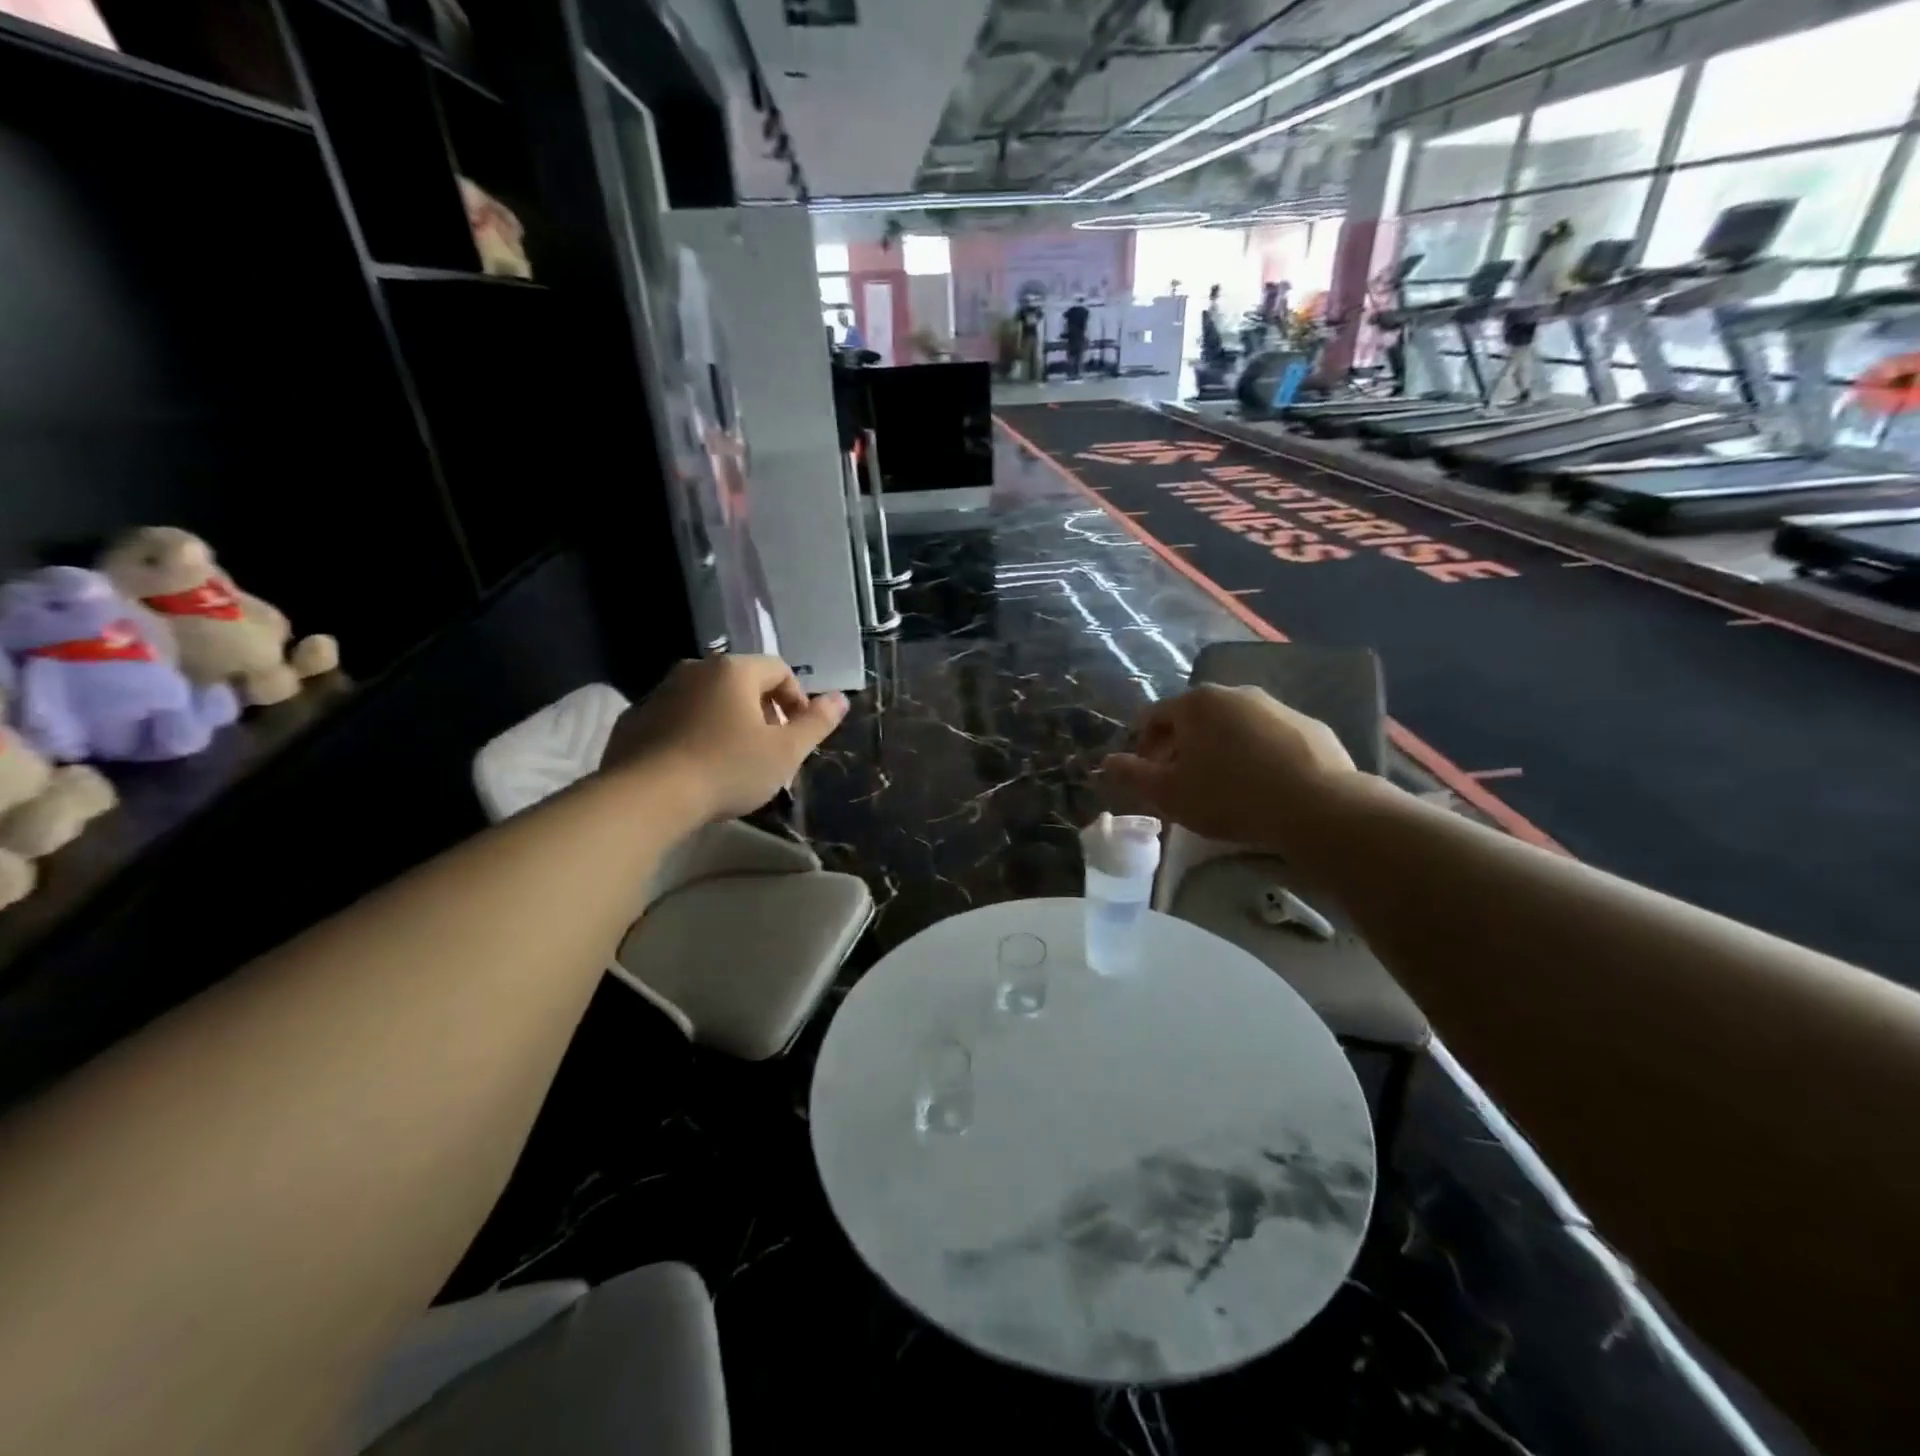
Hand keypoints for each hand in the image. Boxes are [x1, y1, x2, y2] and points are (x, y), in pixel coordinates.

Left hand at [606, 656, 847, 821]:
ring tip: (732, 761)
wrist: (646, 797)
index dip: (797, 699)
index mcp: (734, 670)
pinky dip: (692, 733)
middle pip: (742, 682)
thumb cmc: (727, 769)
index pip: (779, 669)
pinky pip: (676, 718)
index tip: (798, 733)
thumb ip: (816, 723)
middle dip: (762, 711)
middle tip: (769, 749)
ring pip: (707, 699)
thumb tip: (841, 698)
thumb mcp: (785, 752)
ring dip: (726, 721)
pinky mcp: (634, 719)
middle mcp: (694, 669)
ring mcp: (659, 692)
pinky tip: (695, 767)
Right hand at [1101, 685, 1359, 852]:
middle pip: (1195, 719)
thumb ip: (1132, 775)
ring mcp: (1277, 707)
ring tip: (1223, 788)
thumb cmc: (1229, 796)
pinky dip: (1257, 756)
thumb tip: (1108, 762)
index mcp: (1196, 703)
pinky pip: (1269, 738)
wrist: (1317, 807)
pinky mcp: (1310, 727)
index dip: (1143, 748)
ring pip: (1234, 727)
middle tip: (1182, 785)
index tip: (1147, 777)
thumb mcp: (1169, 794)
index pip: (1154, 717)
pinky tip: (1263, 787)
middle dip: (1181, 749)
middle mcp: (1235, 693)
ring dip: (1220, 751)